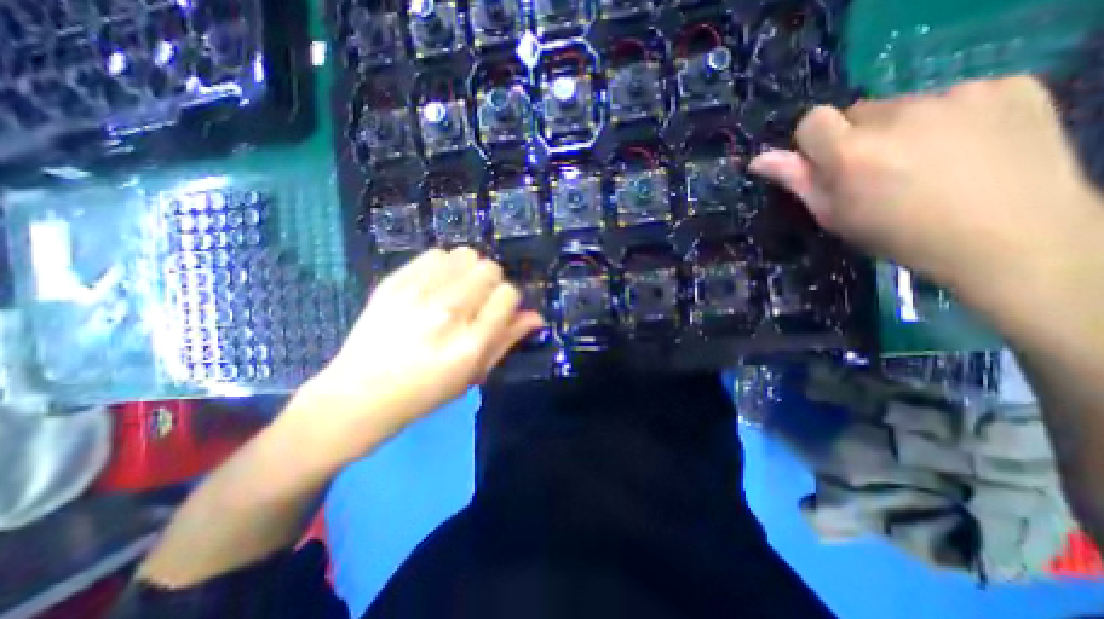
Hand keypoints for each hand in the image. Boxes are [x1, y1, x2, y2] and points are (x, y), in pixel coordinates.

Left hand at [293, 245, 542, 460]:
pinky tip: (434, 285)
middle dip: (491, 283)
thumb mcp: (474, 375)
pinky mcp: (393, 283)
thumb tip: (535, 316)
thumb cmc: (426, 393)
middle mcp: (447, 314)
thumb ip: (507, 340)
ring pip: (465, 255)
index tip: (498, 310)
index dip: (508, 300)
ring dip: (468, 271)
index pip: (508, 295)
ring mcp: (417, 295)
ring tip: (456, 290)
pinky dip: (443, 266)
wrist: (358, 395)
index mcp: (470, 344)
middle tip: (476, 301)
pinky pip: (435, 254)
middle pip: (489, 269)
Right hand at [751, 78, 1103, 306]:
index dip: (815, 142)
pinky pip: (955, 97)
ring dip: (902, 129)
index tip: (830, 165)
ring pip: (905, 105)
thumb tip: (758, 159)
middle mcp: (898, 115)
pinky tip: (967, 148)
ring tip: (926, 163)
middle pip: (858, 112)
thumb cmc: (898, 235)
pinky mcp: (1008, 85)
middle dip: (858, 137)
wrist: (1007, 237)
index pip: (812, 120)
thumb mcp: (834, 215)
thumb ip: (796, 181)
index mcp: (850, 152)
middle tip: (878, 171)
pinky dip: (952, 119)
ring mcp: (957, 95)